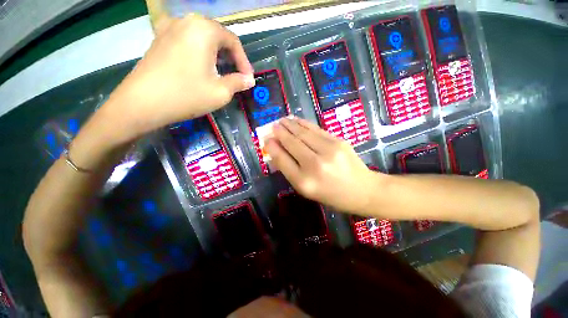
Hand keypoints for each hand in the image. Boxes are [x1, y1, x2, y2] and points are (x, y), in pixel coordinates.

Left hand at [102, 14, 254, 139]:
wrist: (142, 103)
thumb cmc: (187, 95)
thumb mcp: (220, 92)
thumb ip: (238, 83)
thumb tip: (249, 80)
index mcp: (204, 30)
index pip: (233, 41)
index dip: (244, 62)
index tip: (248, 79)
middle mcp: (187, 21)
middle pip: (217, 36)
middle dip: (230, 57)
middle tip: (236, 76)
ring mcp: (170, 27)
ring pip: (202, 37)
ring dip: (216, 54)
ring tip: (221, 72)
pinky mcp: (159, 37)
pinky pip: (187, 39)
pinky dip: (199, 51)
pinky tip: (200, 65)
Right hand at [265, 117, 377, 212]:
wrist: (362, 190)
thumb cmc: (331, 194)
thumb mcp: (307, 189)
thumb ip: (291, 171)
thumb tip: (277, 151)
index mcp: (305, 182)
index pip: (283, 160)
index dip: (273, 148)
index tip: (266, 139)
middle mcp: (315, 165)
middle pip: (292, 143)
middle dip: (280, 132)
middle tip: (272, 126)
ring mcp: (328, 151)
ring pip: (303, 133)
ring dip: (290, 125)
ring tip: (282, 120)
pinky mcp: (338, 141)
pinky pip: (316, 130)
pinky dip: (303, 124)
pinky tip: (296, 120)